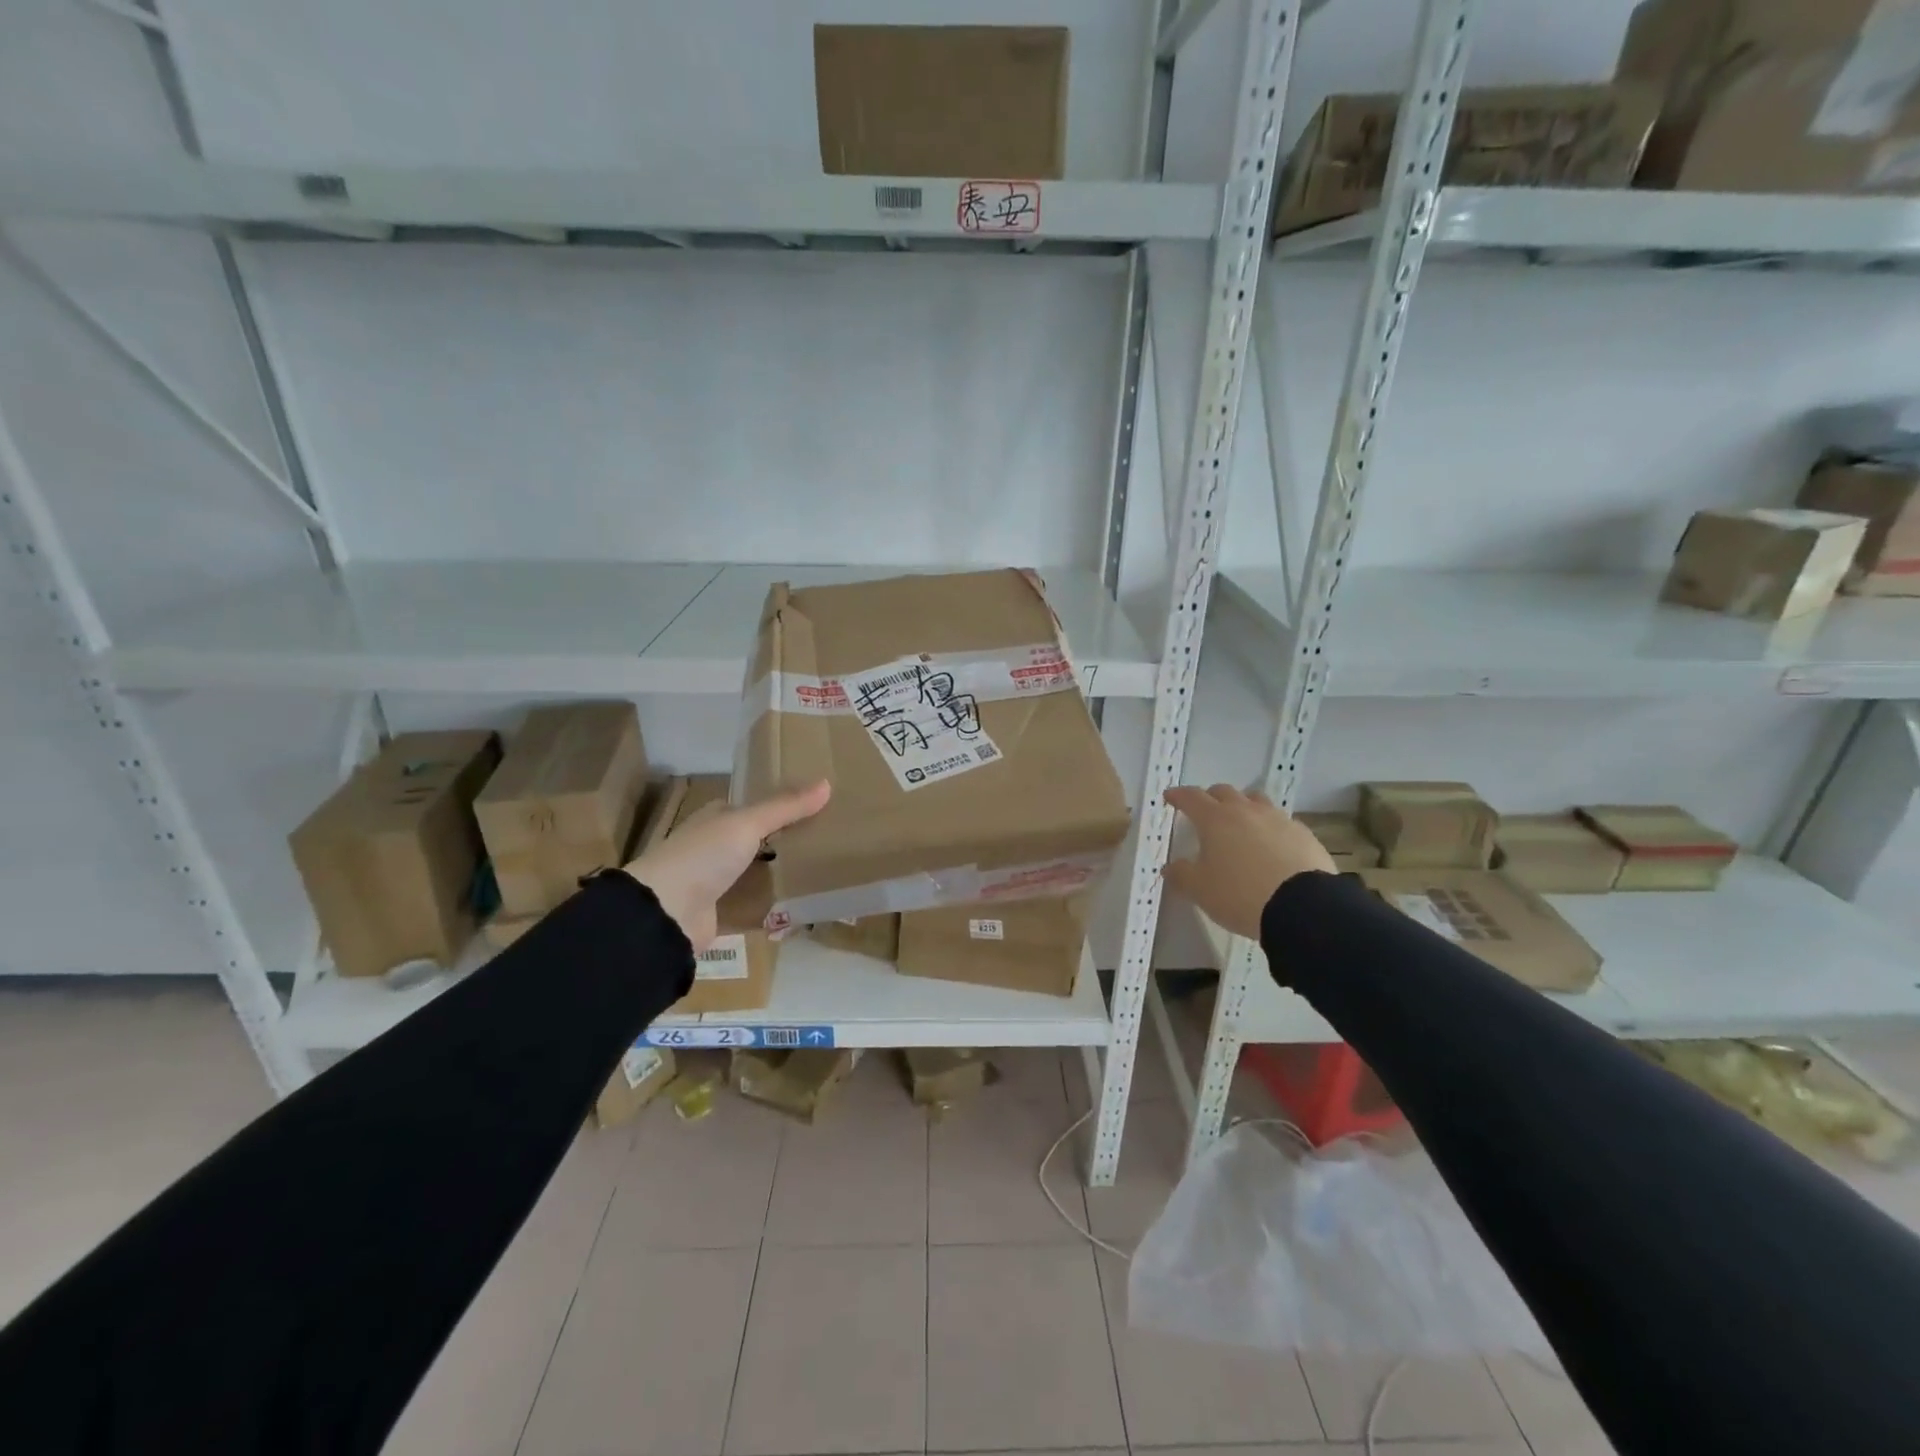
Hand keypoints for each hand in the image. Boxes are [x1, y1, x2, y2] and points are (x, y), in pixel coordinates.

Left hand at [625, 781, 830, 951]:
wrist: (665, 912)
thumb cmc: (704, 855)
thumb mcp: (747, 823)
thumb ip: (786, 807)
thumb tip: (826, 783)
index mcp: (717, 819)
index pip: (754, 807)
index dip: (783, 806)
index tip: (819, 808)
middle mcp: (715, 847)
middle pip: (759, 841)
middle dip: (788, 843)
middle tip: (830, 843)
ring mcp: (716, 882)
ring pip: (758, 875)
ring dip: (783, 876)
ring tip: (825, 875)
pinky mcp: (720, 913)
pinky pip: (755, 908)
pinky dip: (775, 909)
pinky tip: (804, 909)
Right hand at [1162, 784, 1333, 939]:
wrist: (1302, 907)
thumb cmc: (1240, 895)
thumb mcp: (1200, 890)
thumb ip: (1181, 875)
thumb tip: (1170, 867)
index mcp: (1215, 819)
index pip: (1191, 797)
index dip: (1178, 795)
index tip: (1170, 796)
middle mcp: (1245, 811)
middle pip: (1224, 792)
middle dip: (1210, 798)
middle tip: (1204, 811)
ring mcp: (1277, 819)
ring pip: (1255, 801)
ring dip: (1243, 806)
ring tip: (1240, 823)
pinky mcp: (1303, 833)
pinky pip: (1280, 821)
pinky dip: (1269, 826)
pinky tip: (1270, 844)